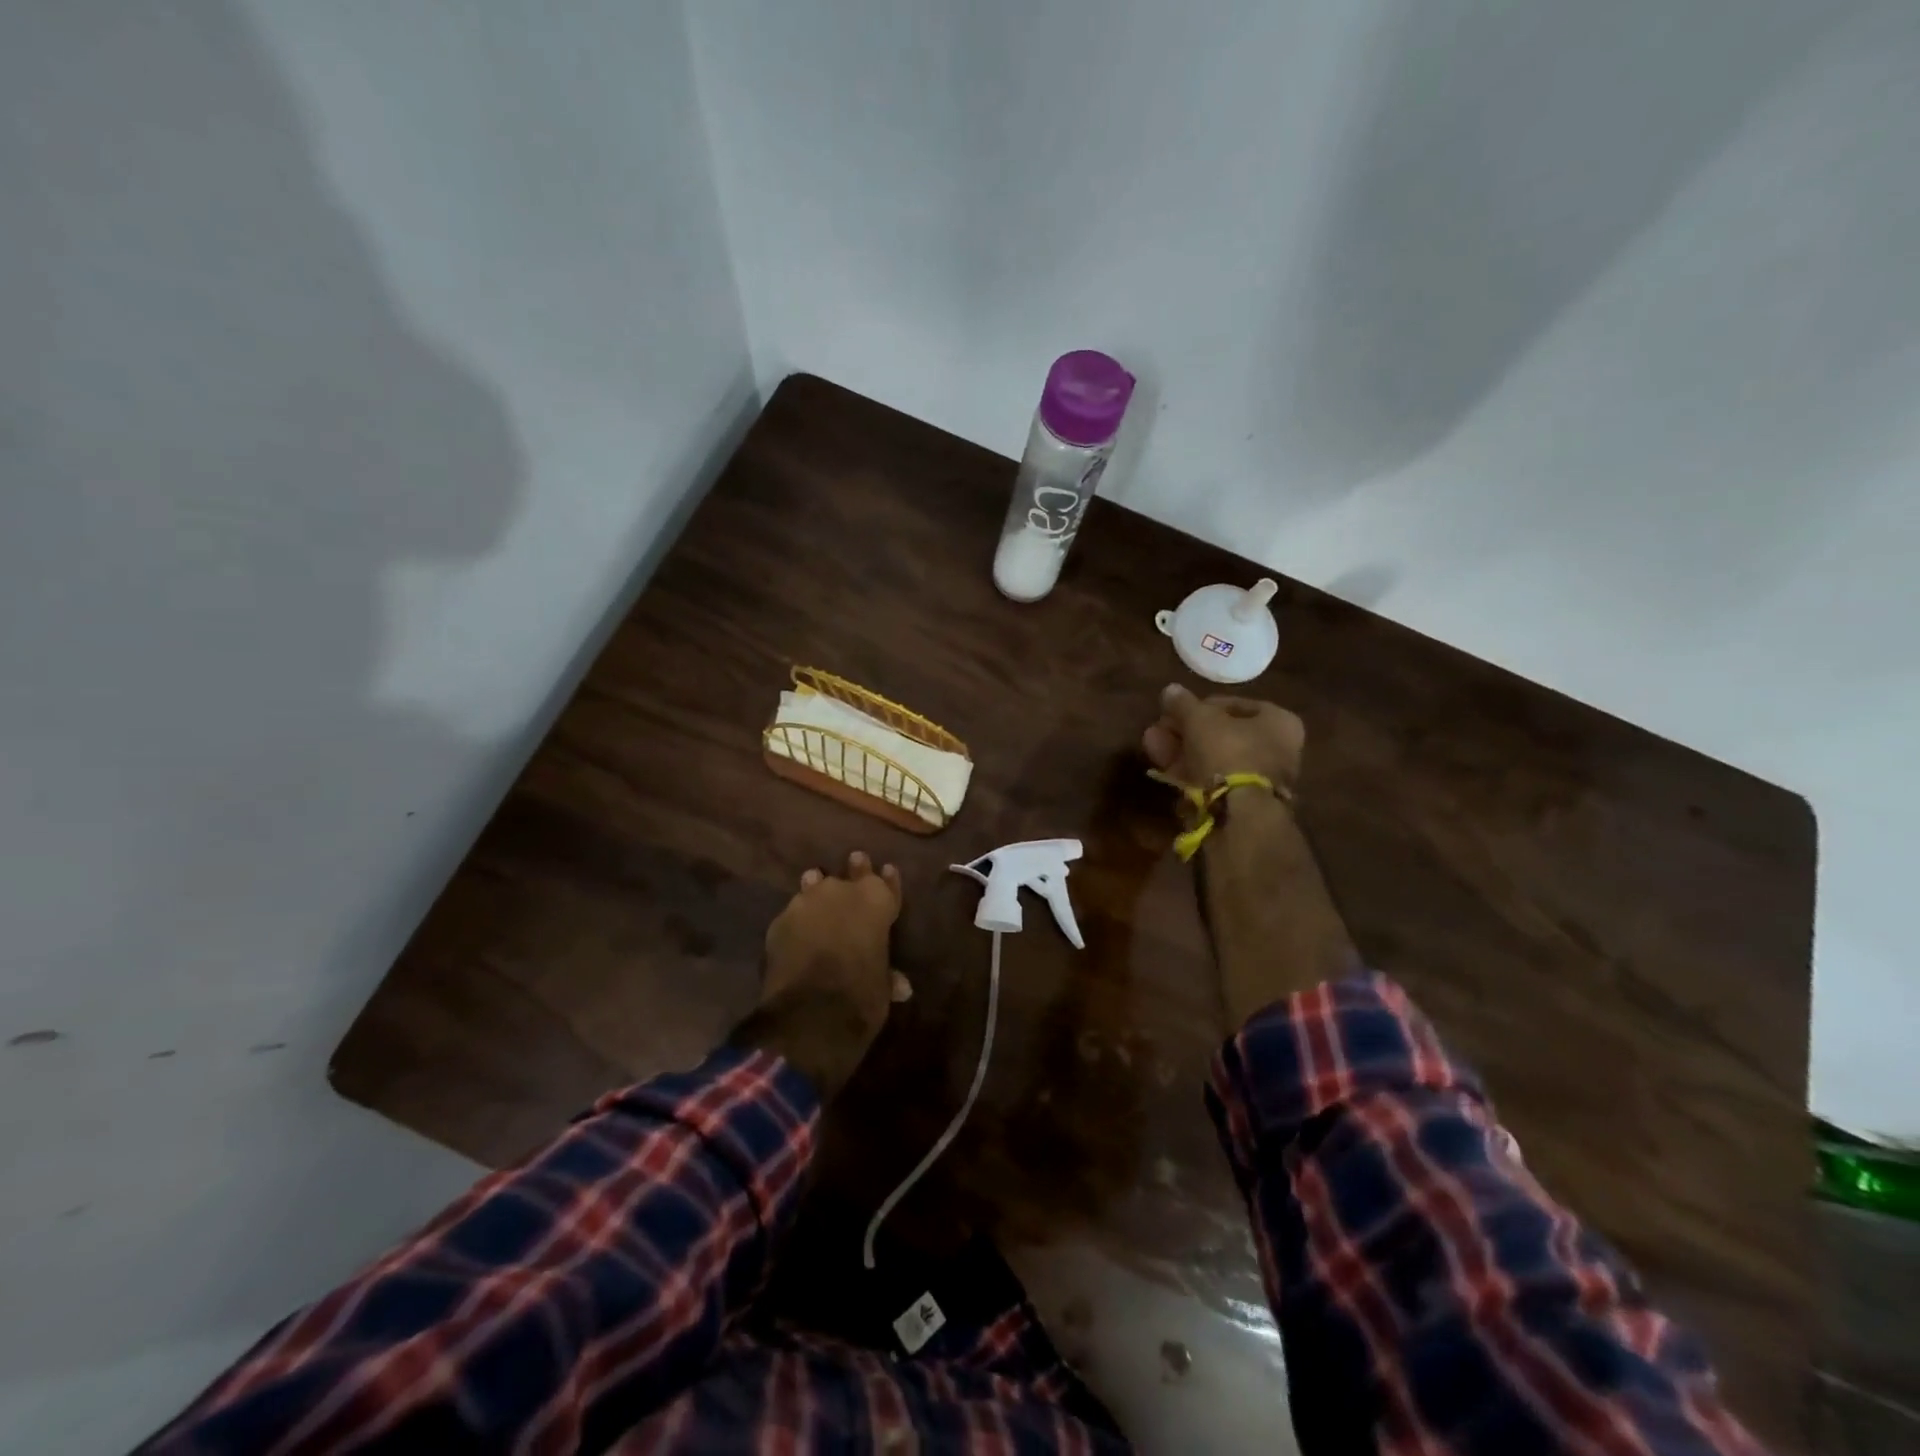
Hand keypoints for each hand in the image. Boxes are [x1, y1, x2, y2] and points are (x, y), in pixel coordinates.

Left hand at [732, 851, 907, 1100]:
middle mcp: (842, 891)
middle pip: (852, 872)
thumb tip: (900, 985)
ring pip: (815, 884)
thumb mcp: (882, 988)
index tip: (886, 870)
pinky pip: (793, 913)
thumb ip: (887, 976)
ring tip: (816, 884)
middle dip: (855, 870)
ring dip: (818, 888)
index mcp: (876, 901)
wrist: (809, 1012)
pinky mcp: (779, 920)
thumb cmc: (861, 996)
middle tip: (855, 860)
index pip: (887, 884)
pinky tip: (796, 928)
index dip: (888, 880)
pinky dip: (798, 920)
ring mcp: (807, 901)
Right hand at [1141, 685, 1354, 1023]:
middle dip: (1184, 732)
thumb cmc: (1230, 755)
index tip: (1175, 710)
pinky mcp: (1239, 810)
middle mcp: (1276, 752)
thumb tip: (1169, 690)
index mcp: (1279, 723)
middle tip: (1156, 729)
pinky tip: (1162, 771)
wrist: (1240, 818)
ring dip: (1180, 752)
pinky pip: (1209, 785)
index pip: (1235, 705)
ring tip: (1149, 745)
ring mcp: (1258, 783)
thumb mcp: (1201, 720)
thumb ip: (1184, 705)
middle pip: (1221, 736)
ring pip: (1212, 761)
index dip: (1201, 706)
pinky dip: (1186, 776)